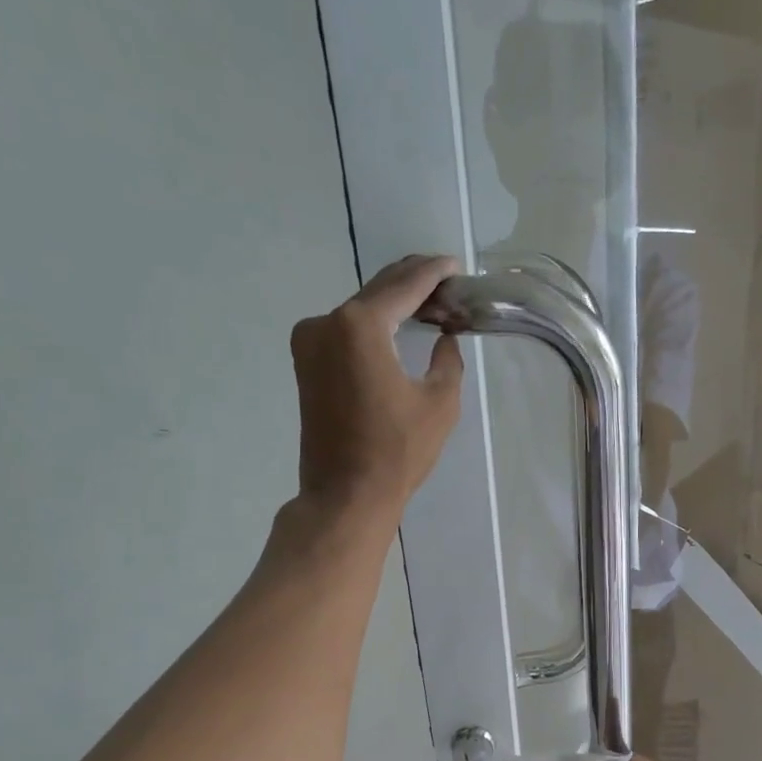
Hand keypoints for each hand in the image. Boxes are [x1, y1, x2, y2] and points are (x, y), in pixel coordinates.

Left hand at [290, 254, 463, 519]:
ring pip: (360, 310)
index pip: (405, 286)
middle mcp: (326, 322)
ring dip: (392, 303)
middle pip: (377, 291)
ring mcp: (309, 342)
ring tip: (428, 302)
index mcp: (359, 326)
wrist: (345, 495)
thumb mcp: (440, 403)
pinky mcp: (306, 364)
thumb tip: (444, 338)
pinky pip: (345, 331)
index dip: (434, 273)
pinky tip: (396, 327)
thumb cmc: (397, 452)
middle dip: (412, 282)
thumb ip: (448, 360)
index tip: (455, 265)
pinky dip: (372, 325)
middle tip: (446, 280)